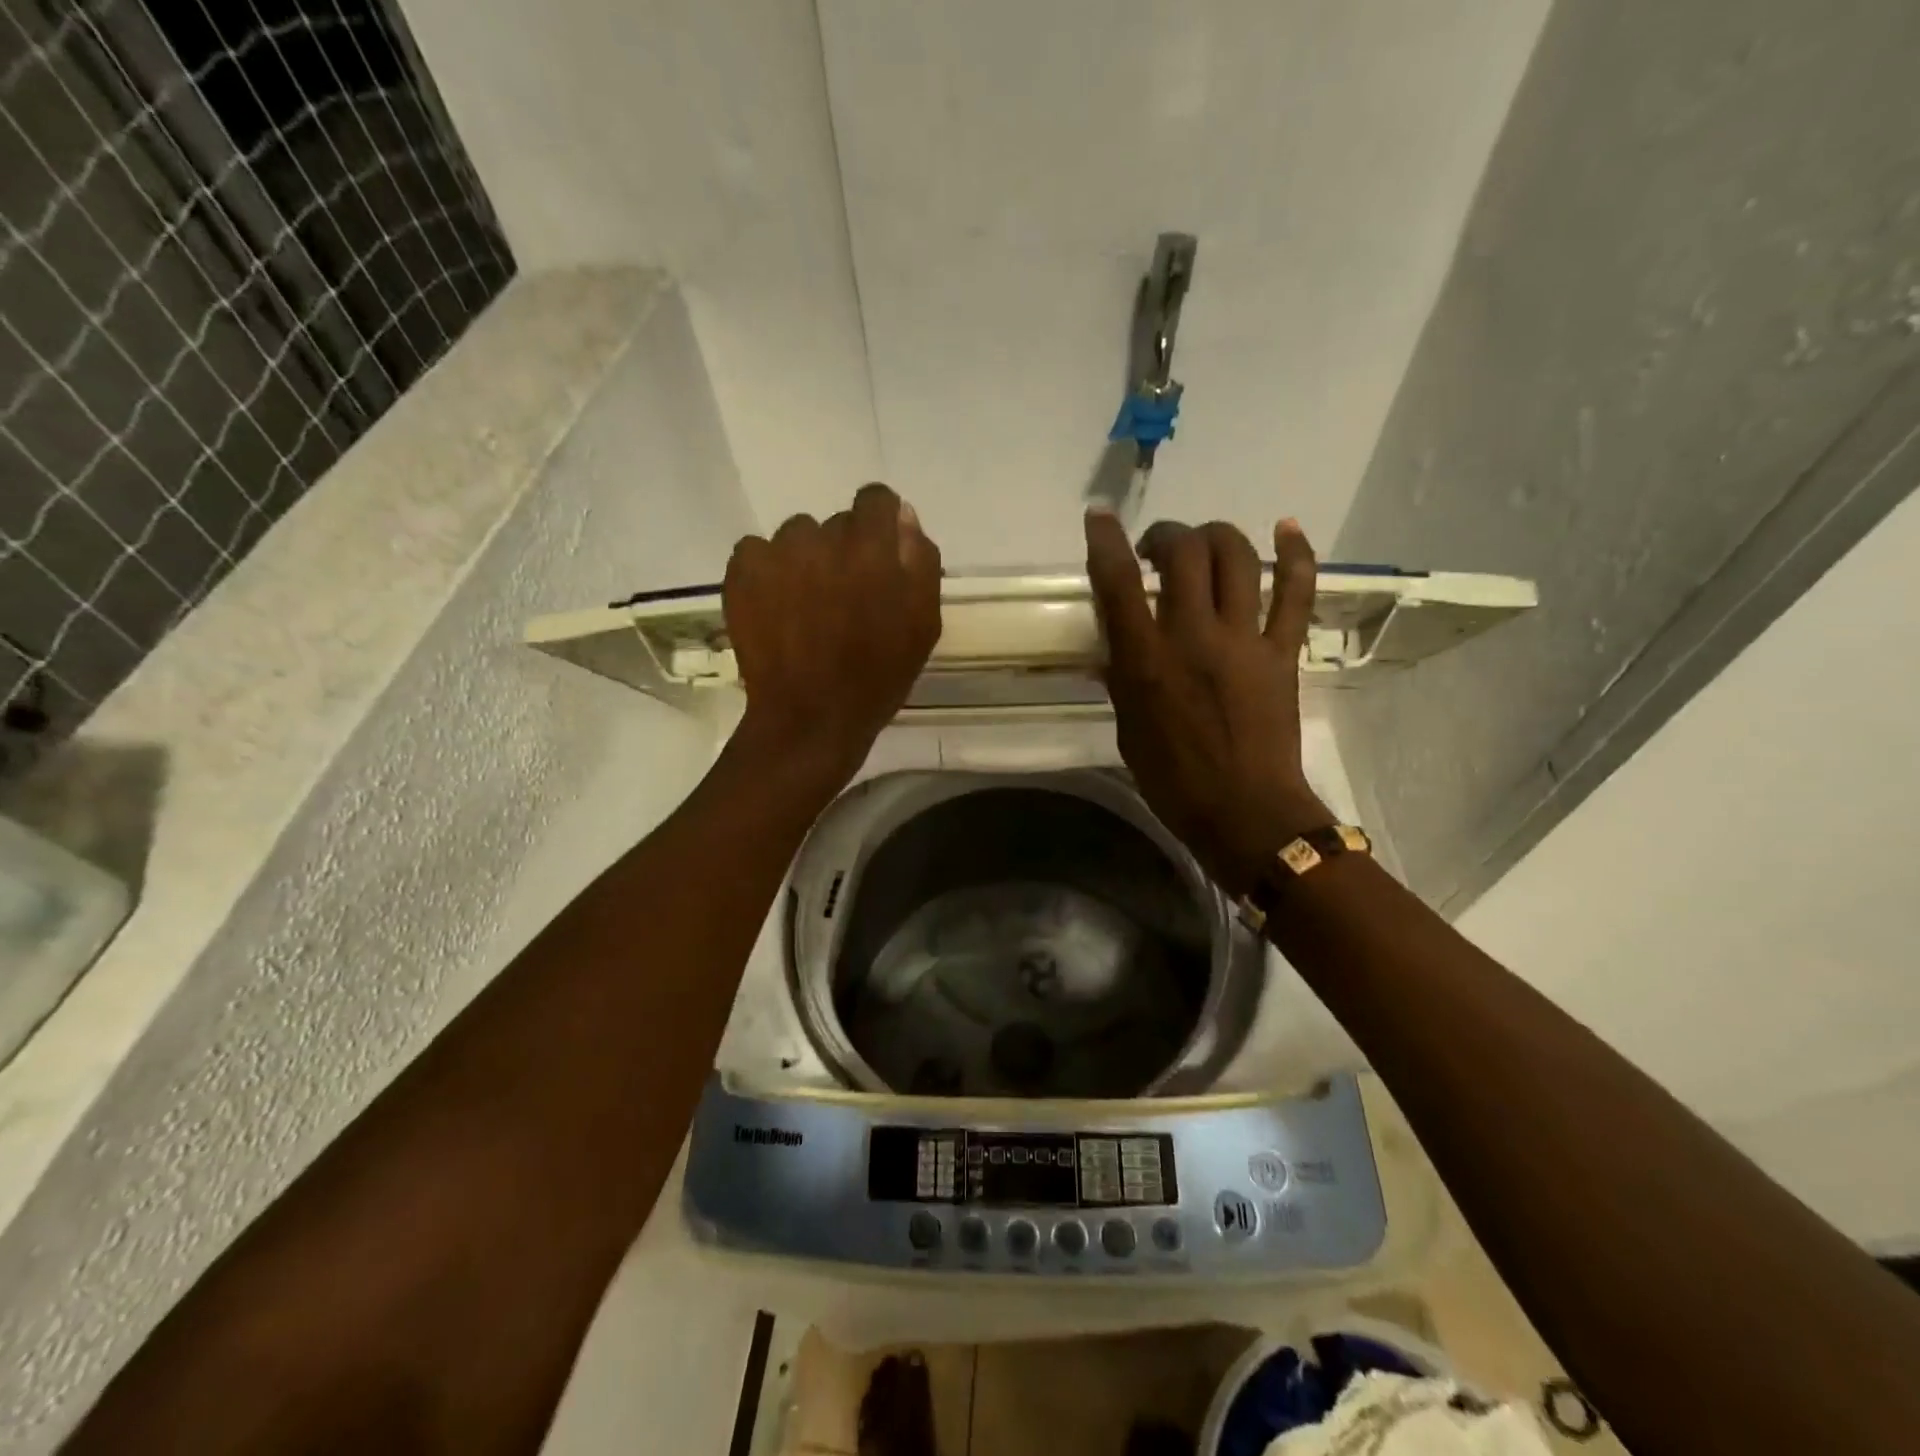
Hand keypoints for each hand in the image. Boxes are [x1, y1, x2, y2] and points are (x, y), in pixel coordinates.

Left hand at [723, 483, 941, 789]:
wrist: (810, 717)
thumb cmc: (878, 676)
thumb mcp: (923, 624)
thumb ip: (919, 561)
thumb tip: (903, 518)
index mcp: (871, 548)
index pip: (876, 499)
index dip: (881, 524)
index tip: (880, 556)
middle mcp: (822, 538)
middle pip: (837, 524)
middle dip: (845, 551)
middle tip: (845, 597)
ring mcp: (776, 553)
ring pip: (797, 536)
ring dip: (806, 559)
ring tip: (806, 604)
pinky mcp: (742, 573)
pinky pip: (758, 551)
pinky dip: (767, 572)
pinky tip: (776, 607)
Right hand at [1085, 509, 1330, 893]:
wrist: (1245, 813)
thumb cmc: (1174, 780)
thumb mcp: (1128, 728)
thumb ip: (1123, 678)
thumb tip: (1116, 644)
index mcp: (1147, 662)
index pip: (1119, 584)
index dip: (1106, 541)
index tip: (1100, 516)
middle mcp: (1193, 638)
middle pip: (1184, 554)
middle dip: (1167, 535)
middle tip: (1158, 550)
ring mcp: (1244, 641)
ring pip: (1236, 558)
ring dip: (1215, 536)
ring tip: (1203, 545)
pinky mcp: (1283, 651)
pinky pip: (1296, 592)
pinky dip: (1295, 554)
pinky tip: (1287, 528)